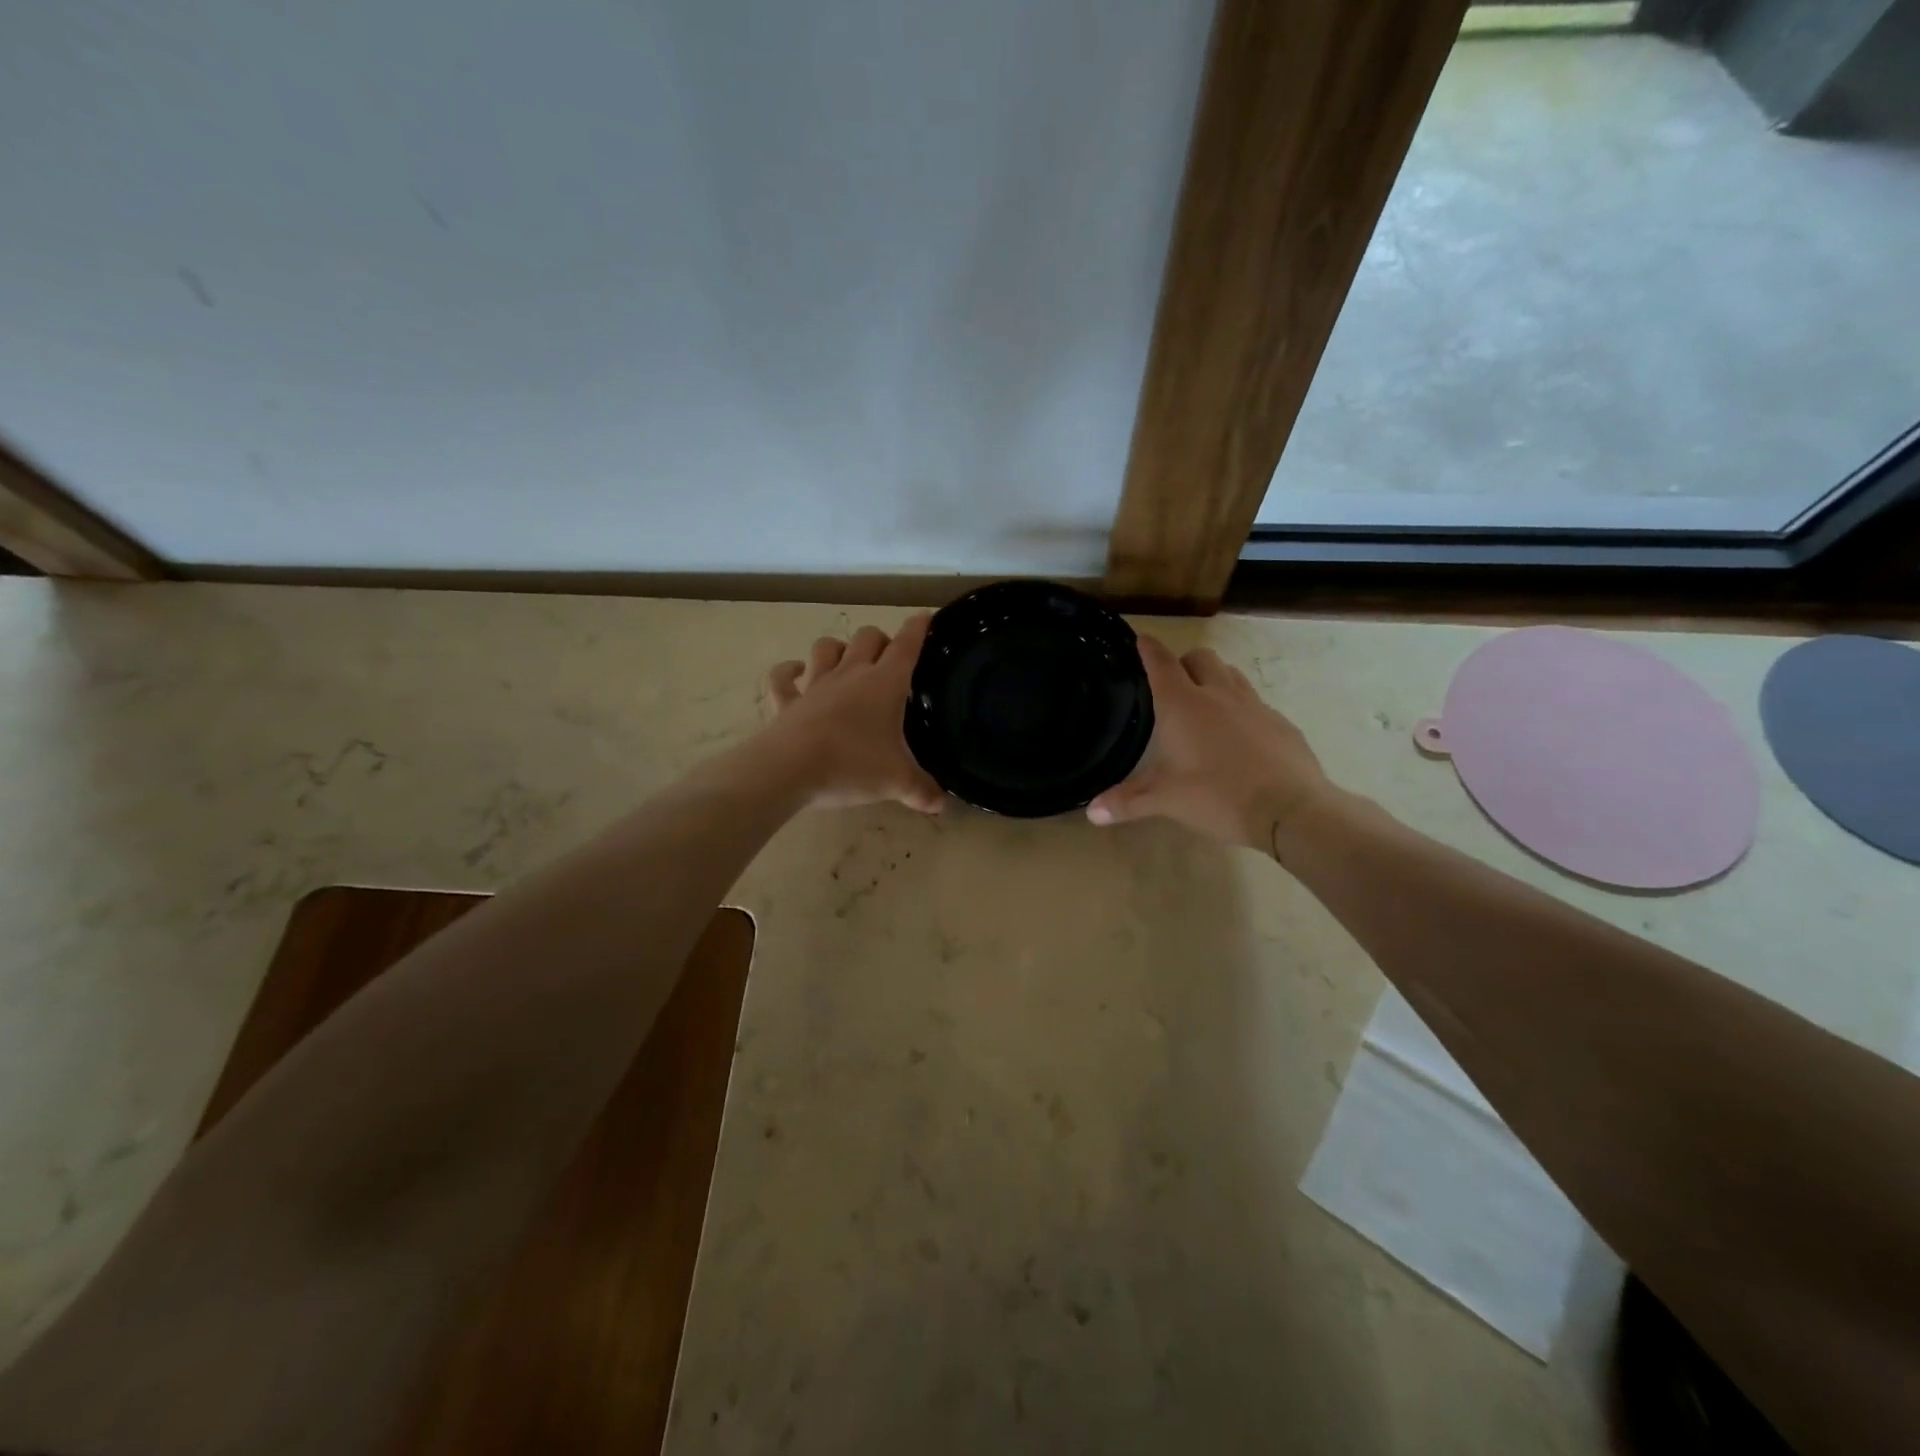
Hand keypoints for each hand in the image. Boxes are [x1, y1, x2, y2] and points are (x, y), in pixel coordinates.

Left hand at [761, 615, 945, 813]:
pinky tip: (794, 671)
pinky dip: (787, 671)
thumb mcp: (896, 782)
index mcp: (884, 684)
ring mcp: (815, 685)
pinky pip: (782, 678)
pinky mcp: (787, 701)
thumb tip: (941, 804)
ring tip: (845, 658)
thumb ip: (921, 790)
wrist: (789, 770)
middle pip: (866, 638)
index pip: (906, 646)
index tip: (926, 617)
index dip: (918, 629)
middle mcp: (850, 675)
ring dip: (837, 647)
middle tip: (888, 656)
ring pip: (826, 647)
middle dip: (880, 639)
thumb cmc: (851, 765)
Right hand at [1086, 636, 1328, 852]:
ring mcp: (1254, 705)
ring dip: (1215, 679)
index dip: (1149, 648)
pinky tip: (1240, 738)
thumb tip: (1091, 812)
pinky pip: (1256, 703)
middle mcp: (1218, 694)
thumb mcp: (1166, 800)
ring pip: (1231, 674)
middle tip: (1174, 685)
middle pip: (1200, 657)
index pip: (1161, 663)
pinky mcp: (1281, 722)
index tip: (1142, 639)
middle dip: (1185, 662)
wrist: (1289, 809)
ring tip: (1206, 704)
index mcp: (1183, 705)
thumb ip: (1127, 801)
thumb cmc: (1217, 796)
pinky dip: (1242, 710)